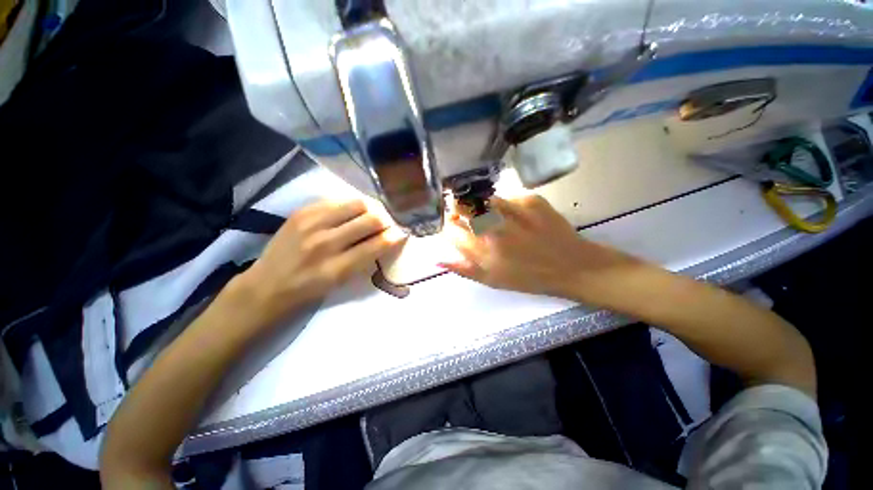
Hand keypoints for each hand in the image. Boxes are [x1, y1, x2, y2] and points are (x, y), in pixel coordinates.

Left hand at [236, 200, 402, 323]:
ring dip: (371, 209)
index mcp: (336, 268)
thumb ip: (366, 259)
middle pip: (370, 219)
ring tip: (372, 216)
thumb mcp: (341, 282)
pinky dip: (351, 206)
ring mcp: (311, 223)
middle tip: (388, 224)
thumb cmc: (310, 289)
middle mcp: (325, 243)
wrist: (268, 283)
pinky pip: (337, 200)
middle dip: (386, 220)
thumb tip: (388, 237)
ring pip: (357, 204)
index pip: (377, 245)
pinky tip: (351, 213)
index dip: (395, 236)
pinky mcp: (302, 211)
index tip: (403, 233)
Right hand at [441, 195, 644, 303]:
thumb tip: (437, 259)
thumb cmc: (528, 278)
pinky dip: (502, 204)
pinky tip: (514, 216)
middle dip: (457, 209)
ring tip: (491, 216)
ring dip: (479, 206)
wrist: (571, 265)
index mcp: (483, 250)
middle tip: (465, 216)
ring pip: (481, 198)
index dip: (448, 227)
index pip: (450, 229)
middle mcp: (494, 226)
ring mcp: (513, 209)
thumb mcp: (492, 280)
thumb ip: (463, 268)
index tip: (453, 228)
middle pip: (461, 205)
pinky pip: (505, 196)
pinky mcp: (530, 198)